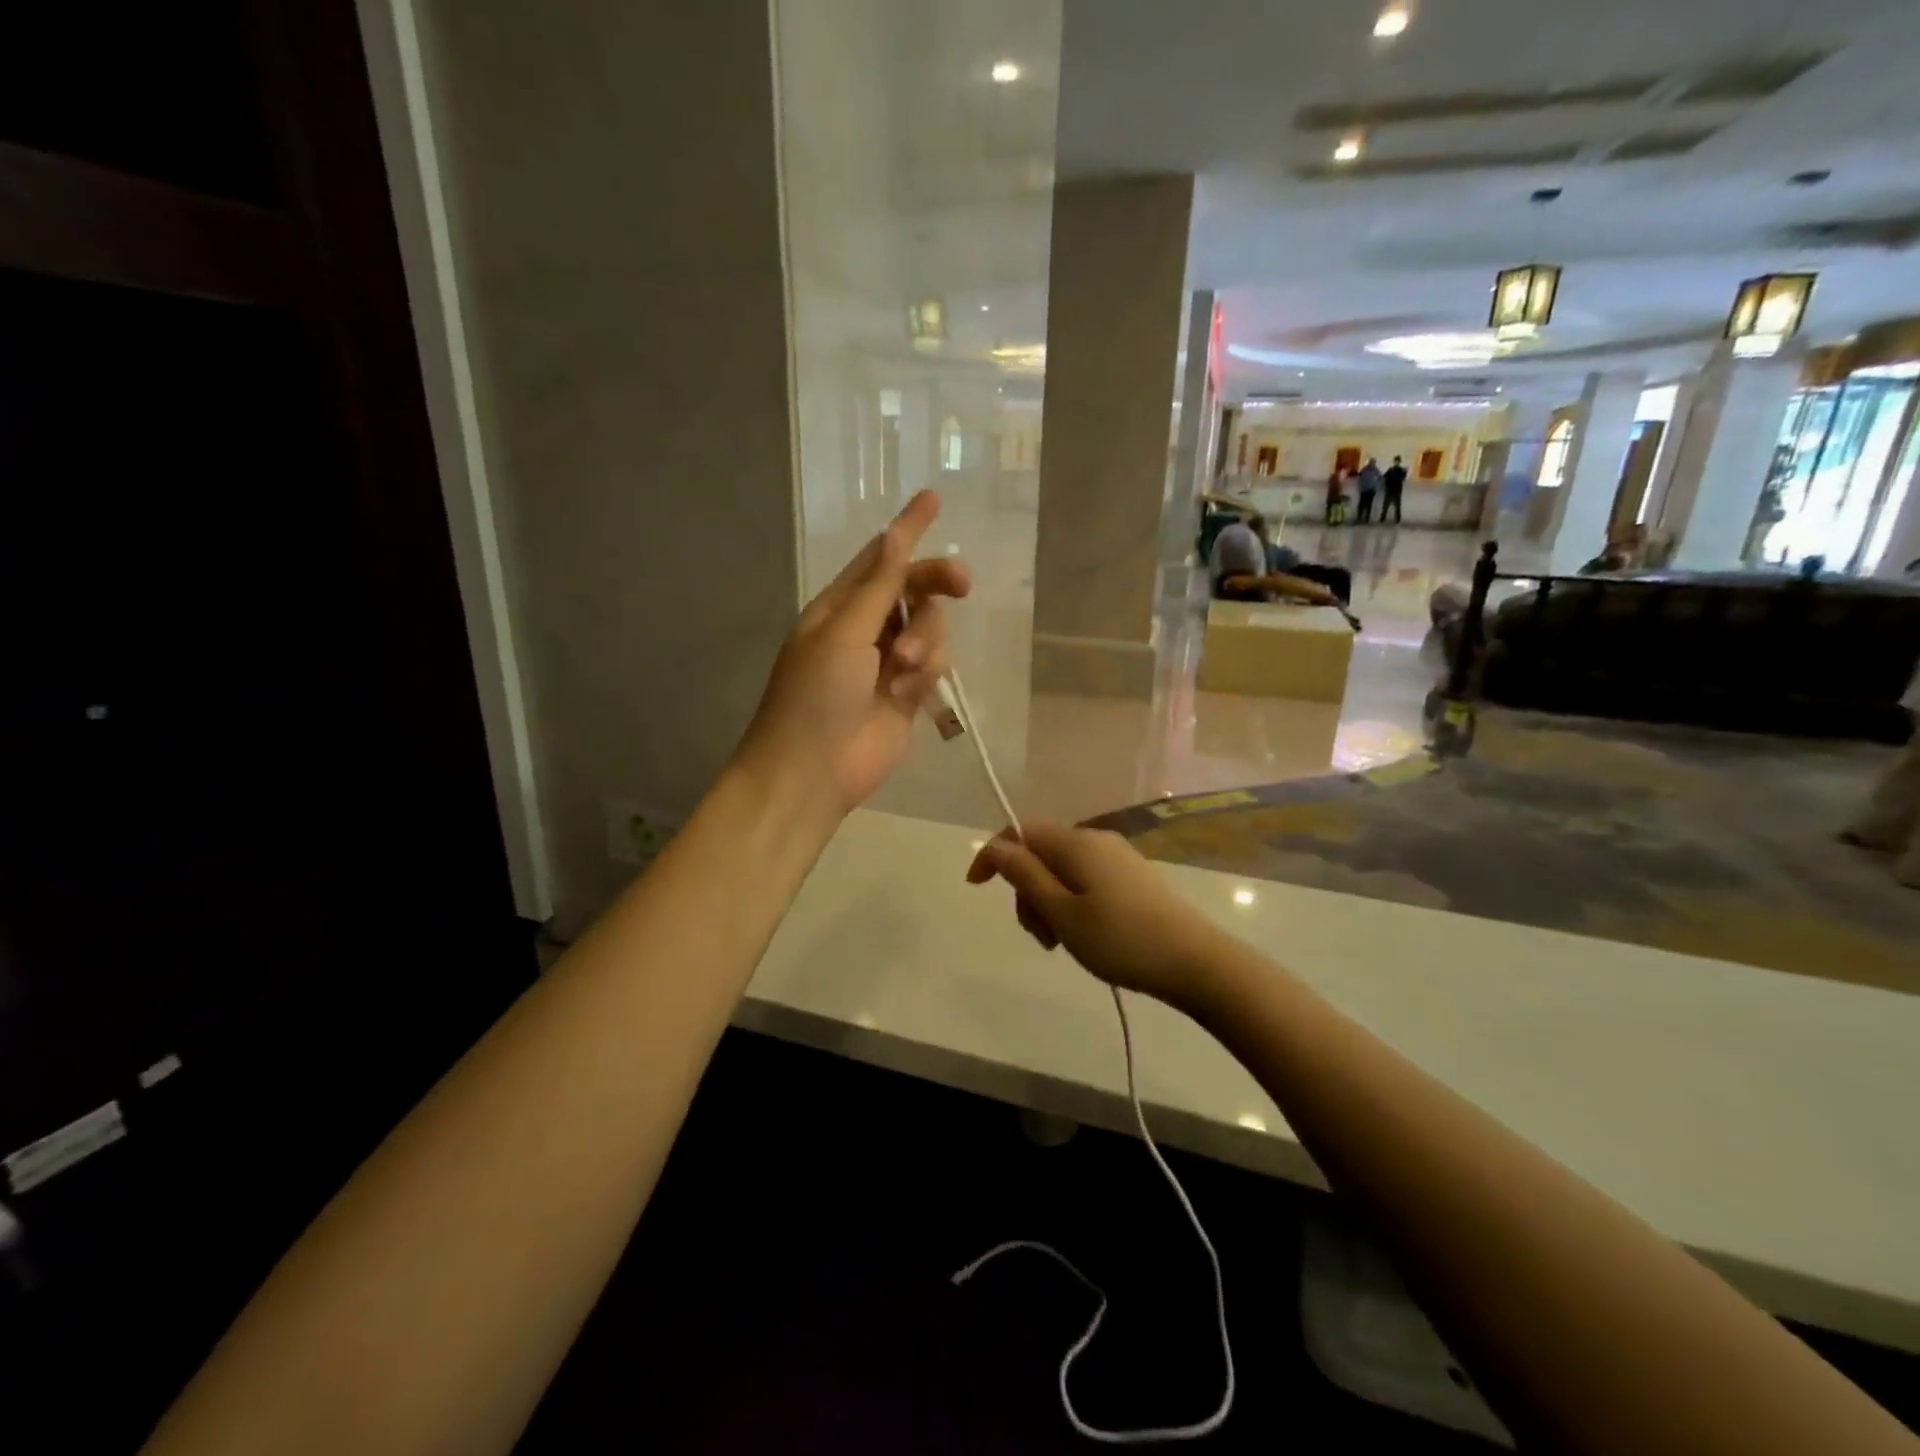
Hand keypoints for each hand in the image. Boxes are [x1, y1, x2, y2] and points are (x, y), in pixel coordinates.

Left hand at [736, 491, 969, 820]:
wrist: (813, 771)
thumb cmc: (815, 695)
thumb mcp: (843, 633)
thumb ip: (877, 587)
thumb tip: (895, 535)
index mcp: (839, 606)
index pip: (879, 558)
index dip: (907, 529)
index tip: (934, 499)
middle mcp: (865, 628)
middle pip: (913, 588)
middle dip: (936, 584)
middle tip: (963, 584)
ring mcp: (887, 662)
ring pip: (929, 628)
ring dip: (924, 641)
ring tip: (904, 669)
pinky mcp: (907, 693)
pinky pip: (933, 665)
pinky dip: (925, 673)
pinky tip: (907, 692)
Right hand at [966, 822, 1227, 1010]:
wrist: (1196, 962)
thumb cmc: (1120, 939)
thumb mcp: (1062, 912)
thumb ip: (1025, 876)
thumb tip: (996, 846)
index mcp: (1075, 843)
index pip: (1019, 832)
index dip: (993, 855)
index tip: (976, 888)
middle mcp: (1095, 840)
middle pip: (1040, 854)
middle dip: (1026, 890)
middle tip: (1039, 936)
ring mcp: (1117, 858)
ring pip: (1062, 871)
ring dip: (1048, 902)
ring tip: (1061, 943)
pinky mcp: (1132, 878)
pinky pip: (1085, 881)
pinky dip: (1071, 904)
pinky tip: (1083, 935)